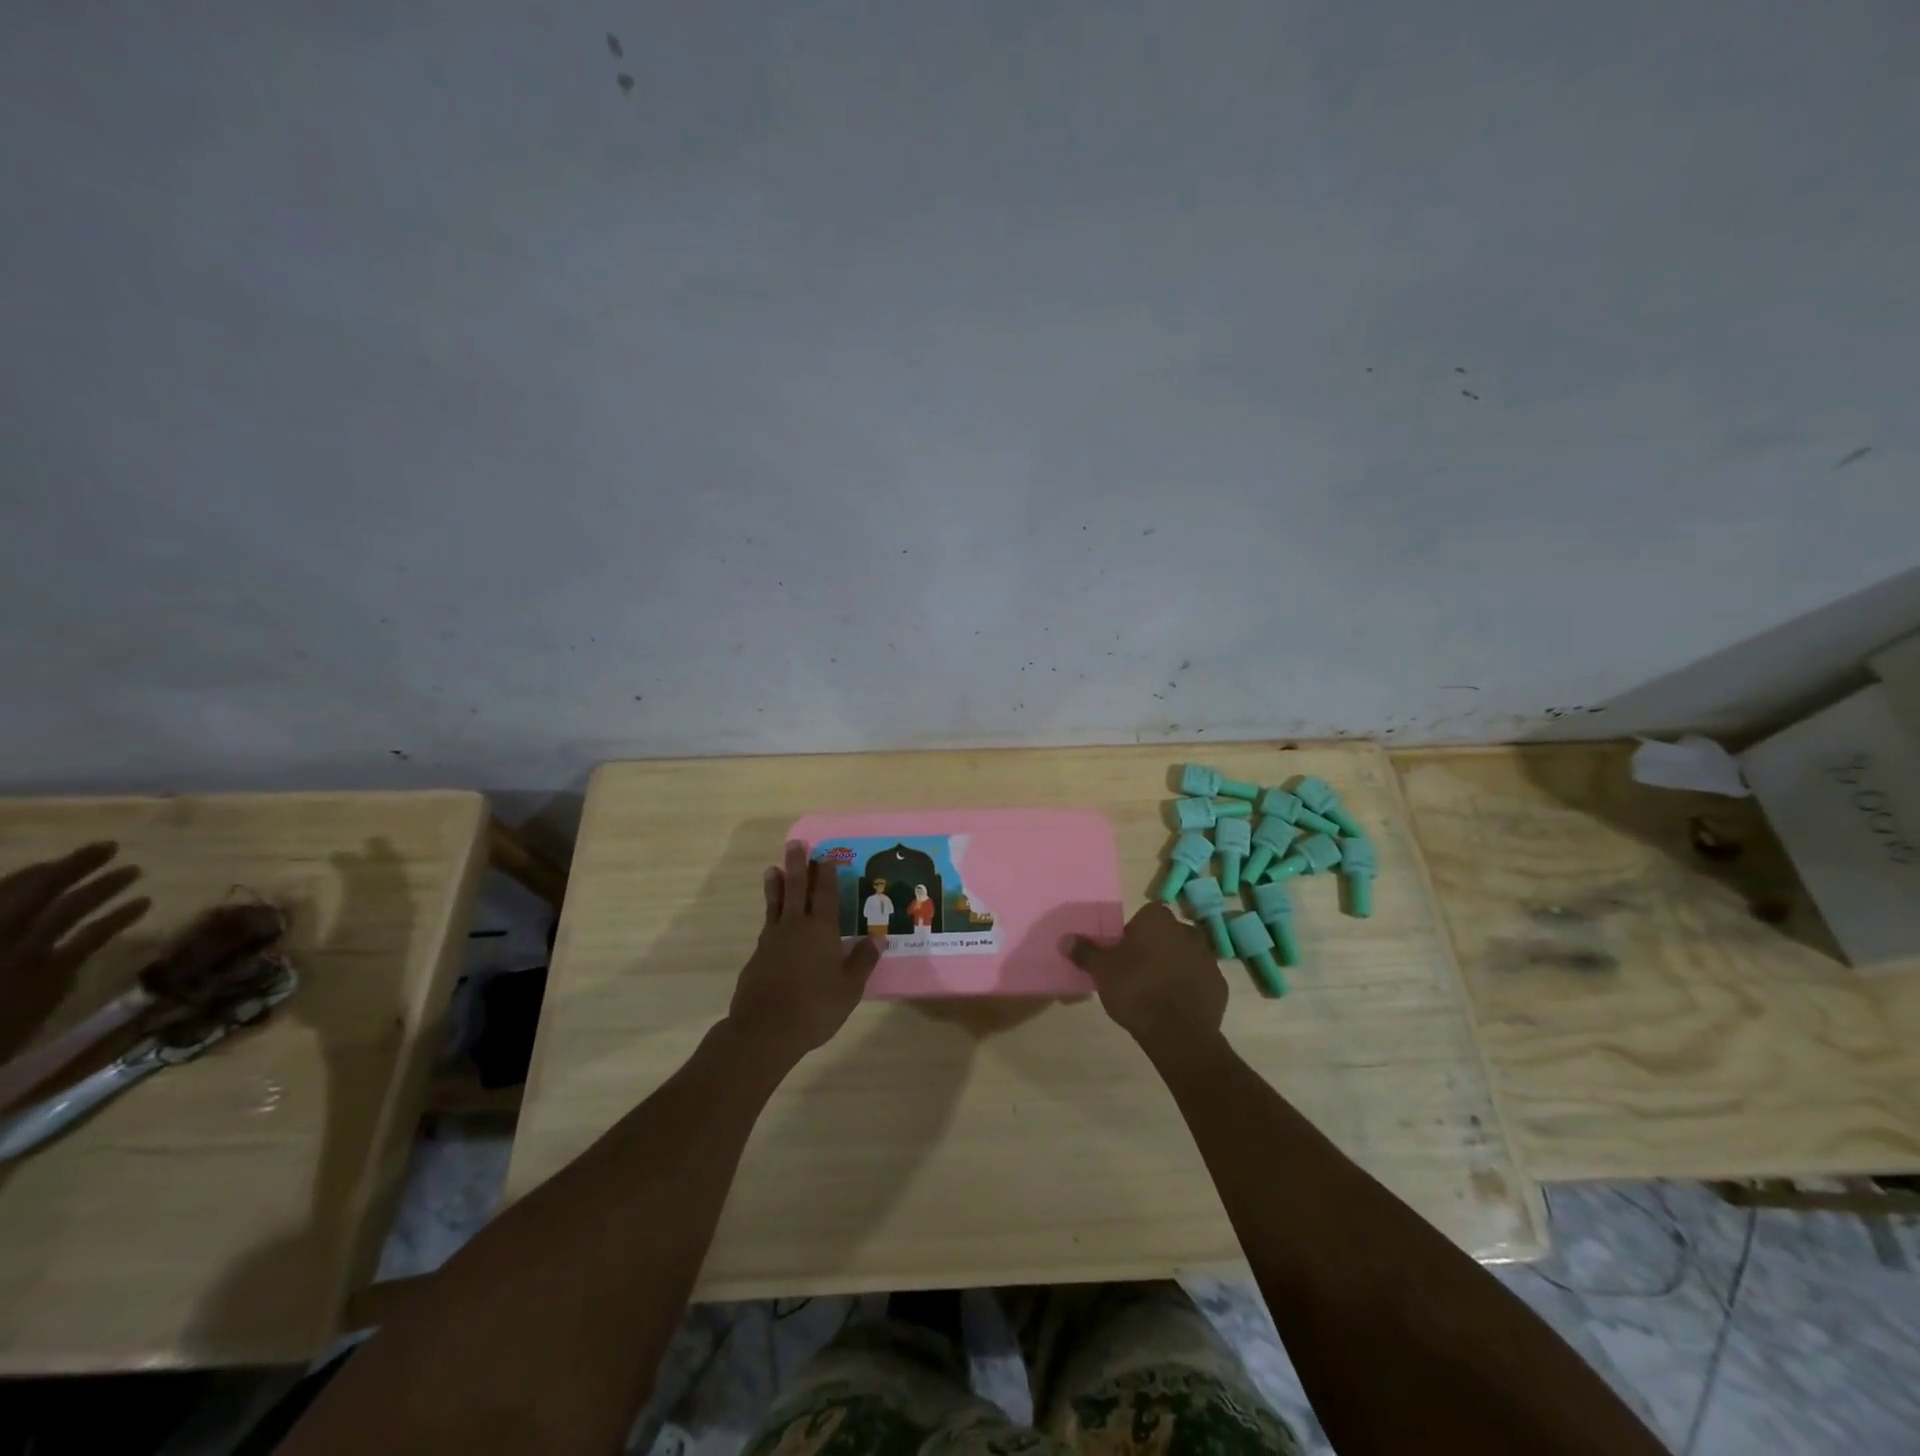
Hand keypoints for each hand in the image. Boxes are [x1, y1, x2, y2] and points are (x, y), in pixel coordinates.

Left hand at [0, 841, 149, 1057]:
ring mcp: (27, 958)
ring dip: (99, 892)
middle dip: (74, 871)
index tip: (84, 851)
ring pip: (64, 915)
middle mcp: (6, 939)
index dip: (45, 870)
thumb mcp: (23, 979)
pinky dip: (112, 922)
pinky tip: (142, 906)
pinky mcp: (49, 976)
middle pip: (39, 897)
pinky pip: (84, 941)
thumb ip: (33, 946)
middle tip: (110, 847)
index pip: (15, 892)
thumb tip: (31, 888)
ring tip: (133, 872)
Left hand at [726, 841, 880, 1065]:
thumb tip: (878, 938)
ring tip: (772, 869)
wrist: (765, 1029)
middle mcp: (795, 927)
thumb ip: (862, 961)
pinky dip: (770, 916)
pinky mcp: (757, 957)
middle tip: (795, 843)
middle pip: (795, 888)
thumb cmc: (815, 1007)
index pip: (824, 894)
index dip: (825, 874)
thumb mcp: (849, 987)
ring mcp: (772, 940)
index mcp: (821, 930)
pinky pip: (767, 927)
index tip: (824, 855)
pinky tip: (772, 921)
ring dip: (776, 885)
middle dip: (797, 865)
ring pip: (775, 904)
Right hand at [1069, 903, 1227, 1057]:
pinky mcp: (1220, 985)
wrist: (1178, 1032)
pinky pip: (1199, 981)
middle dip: (1154, 950)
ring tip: (1154, 994)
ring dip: (1172, 969)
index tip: (1123, 957)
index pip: (1144, 917)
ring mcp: (1208, 958)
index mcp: (1158, 919)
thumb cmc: (1136, 989)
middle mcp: (1187, 930)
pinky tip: (1174, 1008)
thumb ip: (1085, 952)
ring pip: (1184, 957)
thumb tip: (1065, 939)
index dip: (1132, 936)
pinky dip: (1189, 989)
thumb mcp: (1102, 970)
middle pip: (1165, 936)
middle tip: (1136, 975)